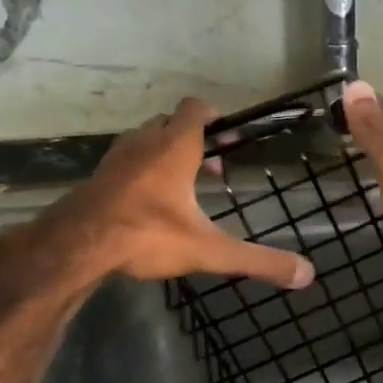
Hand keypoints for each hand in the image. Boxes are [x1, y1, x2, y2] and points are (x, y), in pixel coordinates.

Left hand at [0, 98, 314, 291]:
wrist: (75, 246)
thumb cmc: (146, 234)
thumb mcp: (209, 250)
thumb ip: (258, 260)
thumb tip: (307, 274)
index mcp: (175, 147)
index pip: (196, 108)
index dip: (215, 115)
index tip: (231, 134)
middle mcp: (145, 142)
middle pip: (171, 123)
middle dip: (194, 138)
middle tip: (212, 168)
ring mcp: (117, 157)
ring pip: (146, 140)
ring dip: (166, 153)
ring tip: (182, 186)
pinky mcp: (98, 176)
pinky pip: (126, 161)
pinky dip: (142, 170)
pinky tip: (148, 203)